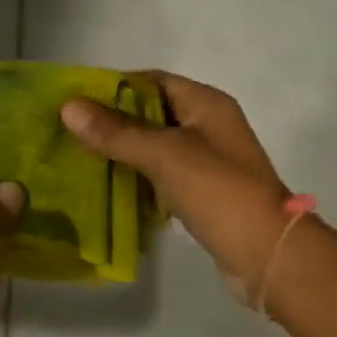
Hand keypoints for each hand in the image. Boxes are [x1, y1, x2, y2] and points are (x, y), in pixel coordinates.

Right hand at [61, 72, 292, 289]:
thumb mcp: (164, 155)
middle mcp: (208, 126)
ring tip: (79, 159)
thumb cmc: (219, 191)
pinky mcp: (203, 193)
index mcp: (206, 104)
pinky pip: (162, 177)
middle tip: (70, 132)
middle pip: (151, 114)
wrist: (268, 255)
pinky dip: (137, 179)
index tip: (76, 100)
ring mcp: (207, 162)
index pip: (152, 81)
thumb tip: (68, 107)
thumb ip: (116, 131)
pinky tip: (108, 189)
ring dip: (122, 153)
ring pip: (155, 148)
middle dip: (112, 122)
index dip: (114, 86)